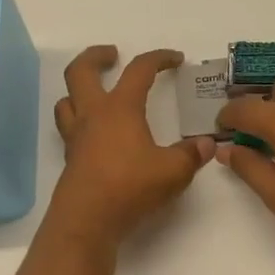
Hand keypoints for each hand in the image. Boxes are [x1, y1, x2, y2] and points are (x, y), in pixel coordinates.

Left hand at [48, 46, 213, 247]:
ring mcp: (76, 137)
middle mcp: (92, 116)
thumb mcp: (173, 171)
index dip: (158, 58)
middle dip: (96, 56)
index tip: (175, 59)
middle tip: (112, 54)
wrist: (86, 220)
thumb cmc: (129, 187)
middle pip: (81, 71)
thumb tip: (207, 144)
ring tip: (96, 92)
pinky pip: (69, 128)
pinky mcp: (70, 159)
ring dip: (79, 89)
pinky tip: (97, 134)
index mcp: (119, 108)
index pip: (138, 70)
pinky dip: (80, 121)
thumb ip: (191, 155)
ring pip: (67, 100)